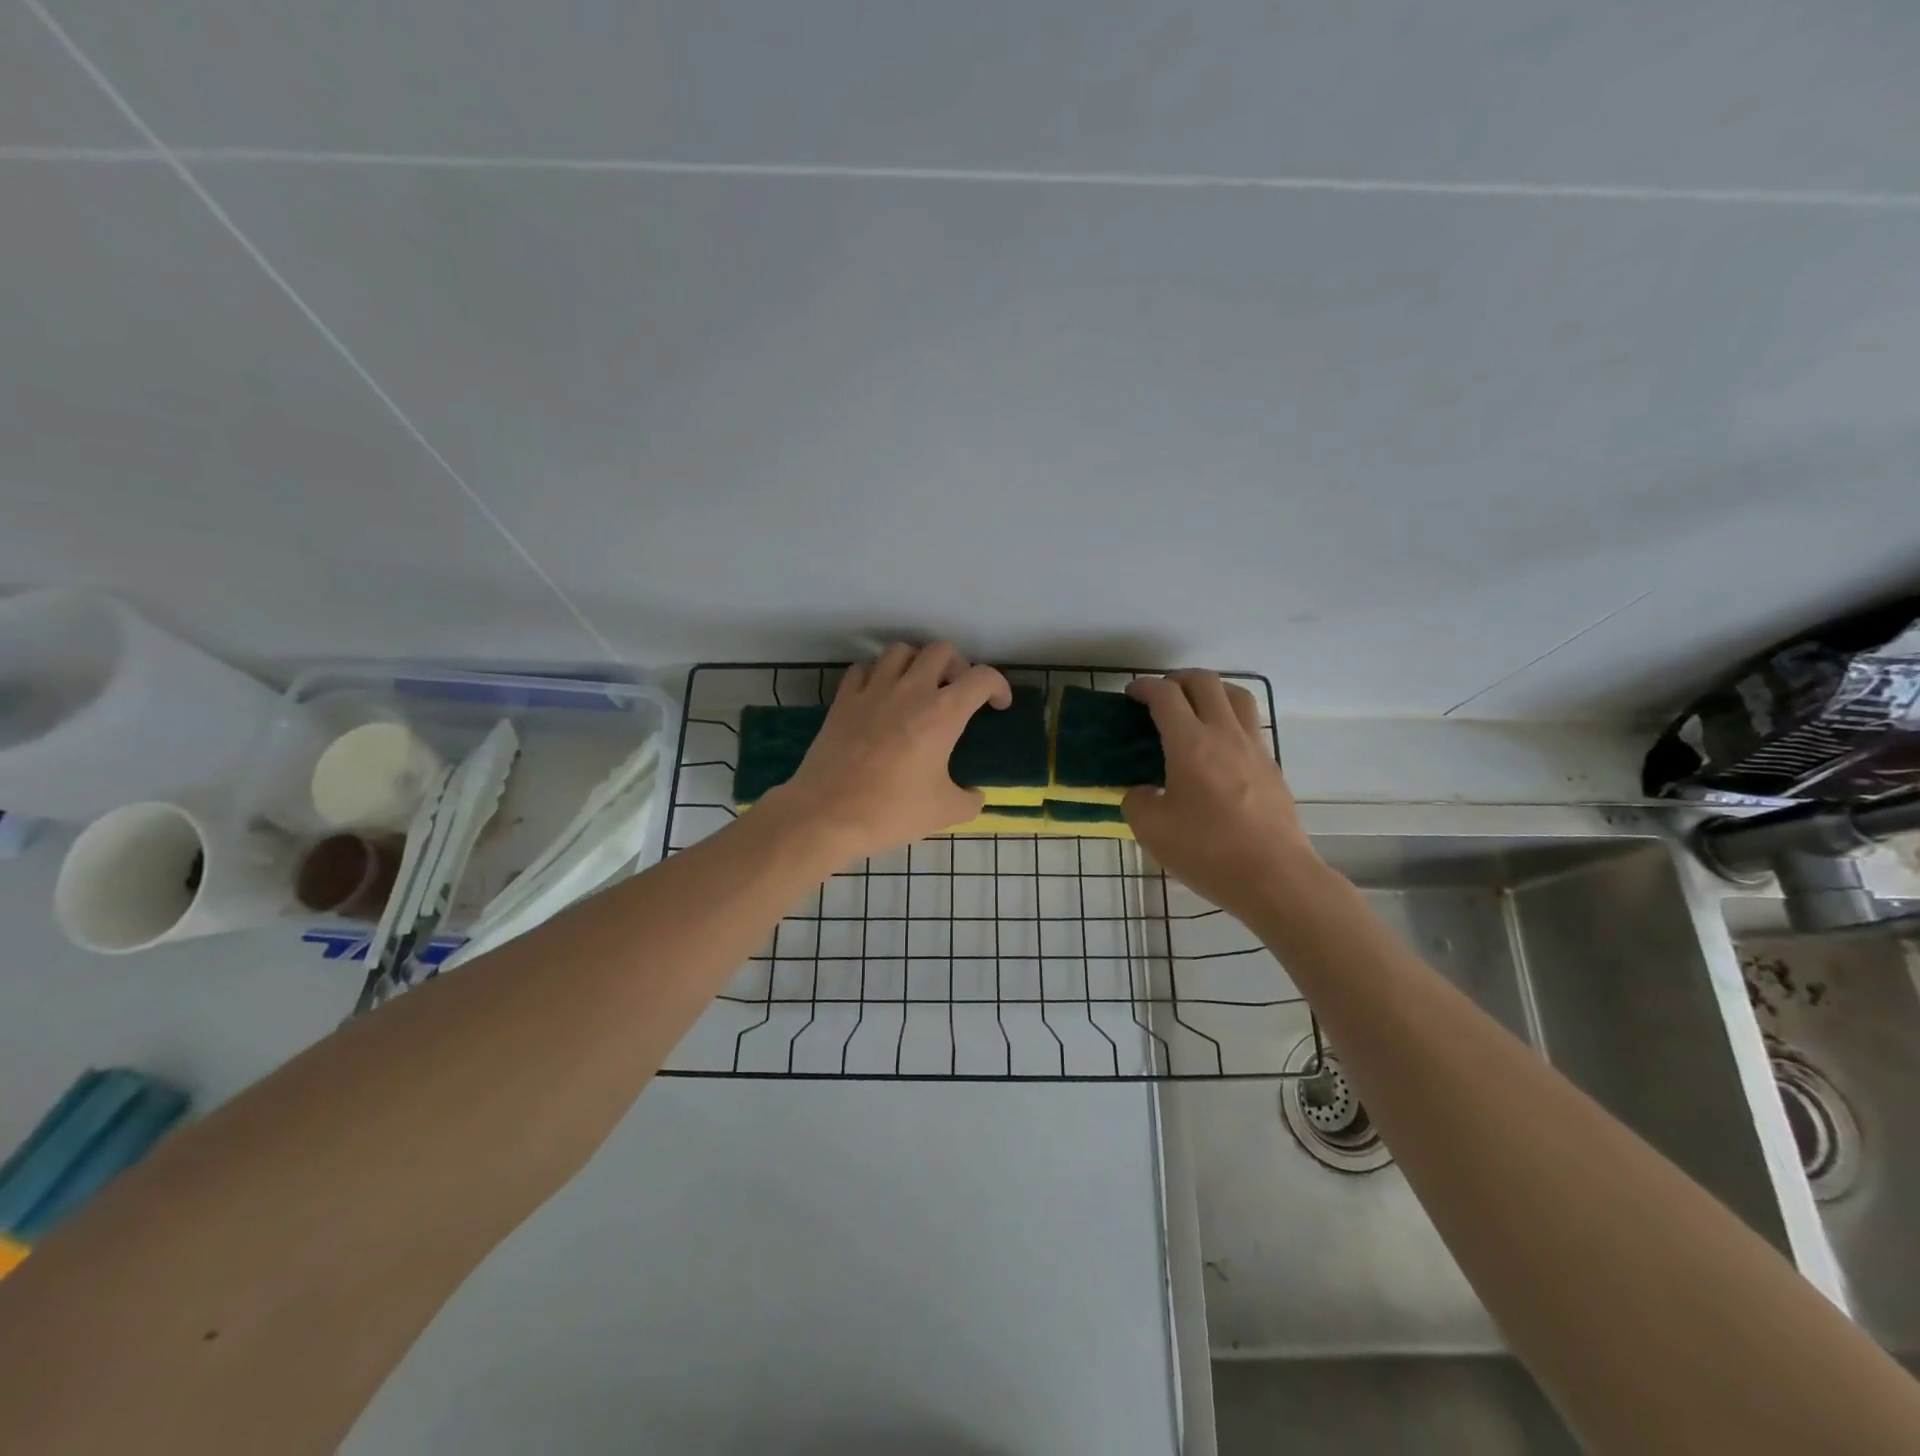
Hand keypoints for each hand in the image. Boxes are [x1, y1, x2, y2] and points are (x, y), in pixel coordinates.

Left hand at [764, 643, 1011, 863]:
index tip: (998, 705)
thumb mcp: (944, 812)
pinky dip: (879, 673)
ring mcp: (873, 690)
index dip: (998, 686)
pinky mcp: (844, 699)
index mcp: (943, 713)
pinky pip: (864, 668)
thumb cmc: (891, 811)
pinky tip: (881, 694)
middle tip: (958, 690)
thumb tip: (975, 794)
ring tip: (919, 685)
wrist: (827, 814)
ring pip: (901, 650)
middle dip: (958, 665)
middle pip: (941, 650)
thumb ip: (970, 799)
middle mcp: (910, 690)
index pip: (982, 678)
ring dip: (917, 662)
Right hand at [1122, 671, 1325, 922]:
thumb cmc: (1208, 852)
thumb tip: (1143, 791)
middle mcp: (1225, 734)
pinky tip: (1218, 746)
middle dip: (1178, 679)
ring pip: (1237, 696)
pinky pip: (1250, 725)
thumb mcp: (1151, 830)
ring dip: (1211, 691)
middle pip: (1205, 682)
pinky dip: (1230, 719)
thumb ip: (1137, 800)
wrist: (1275, 878)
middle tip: (1161, 695)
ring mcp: (1254, 748)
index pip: (1166, 695)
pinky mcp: (1272, 767)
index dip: (1145, 687)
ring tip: (1195, 707)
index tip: (1131, 693)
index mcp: (1190, 744)